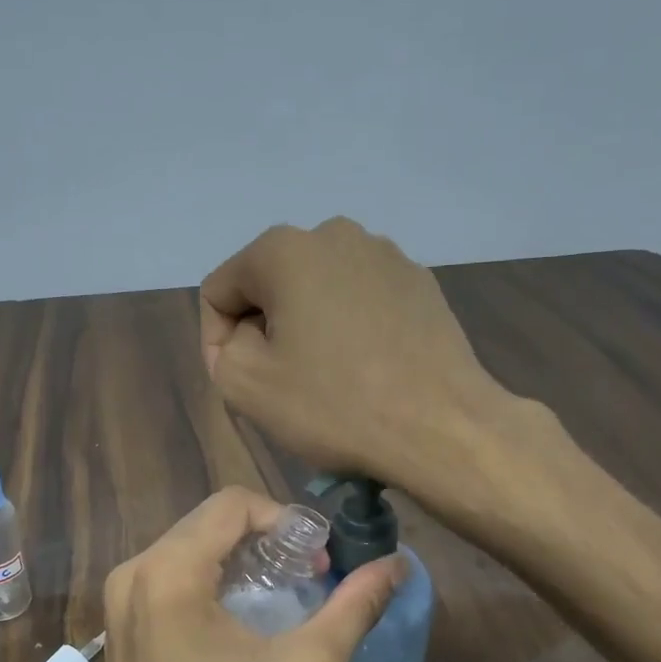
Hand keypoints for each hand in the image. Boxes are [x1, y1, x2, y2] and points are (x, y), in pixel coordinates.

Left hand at [100, 487, 403, 661]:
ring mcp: (119, 604)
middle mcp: (133, 574)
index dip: (286, 519)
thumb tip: (399, 563)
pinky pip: (171, 578)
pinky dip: (214, 580)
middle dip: (266, 537)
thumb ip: (356, 606)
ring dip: (242, 558)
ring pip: (190, 548)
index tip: (322, 558)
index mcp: (168, 571)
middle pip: (209, 522)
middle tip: (312, 574)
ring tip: (287, 592)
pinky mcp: (121, 630)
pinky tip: (246, 616)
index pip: (233, 504)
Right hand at [199, 217, 508, 491]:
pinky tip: (367, 369)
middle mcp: (334, 234)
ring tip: (329, 378)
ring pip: (317, 292)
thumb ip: (221, 349)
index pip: (220, 291)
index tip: (242, 383)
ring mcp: (385, 255)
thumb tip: (245, 336)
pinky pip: (361, 301)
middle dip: (265, 331)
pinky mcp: (420, 282)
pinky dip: (350, 329)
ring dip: (308, 329)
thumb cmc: (335, 405)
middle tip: (283, 384)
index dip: (218, 342)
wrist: (442, 428)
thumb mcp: (245, 385)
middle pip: (270, 286)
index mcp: (284, 249)